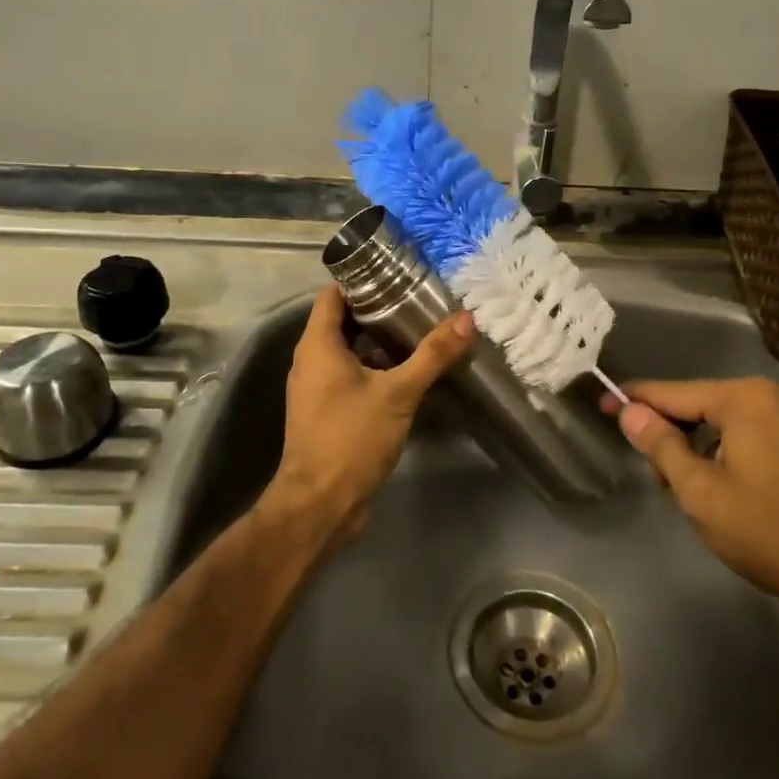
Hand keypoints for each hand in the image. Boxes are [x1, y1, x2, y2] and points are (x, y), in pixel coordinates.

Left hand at [263, 284, 475, 544]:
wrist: (320, 505)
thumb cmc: (350, 438)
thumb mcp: (398, 393)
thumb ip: (432, 355)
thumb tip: (466, 319)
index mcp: (318, 346)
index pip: (332, 294)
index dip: (360, 279)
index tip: (396, 272)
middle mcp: (311, 362)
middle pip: (343, 321)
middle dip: (379, 309)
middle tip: (419, 300)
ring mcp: (318, 390)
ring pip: (349, 352)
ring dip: (380, 342)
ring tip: (421, 330)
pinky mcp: (328, 413)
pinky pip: (351, 377)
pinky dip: (376, 369)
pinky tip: (410, 373)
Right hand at [604, 377, 778, 623]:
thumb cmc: (766, 531)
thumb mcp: (700, 491)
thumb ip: (661, 445)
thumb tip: (630, 412)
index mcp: (746, 398)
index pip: (676, 392)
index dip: (637, 401)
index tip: (603, 404)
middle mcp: (775, 393)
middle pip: (704, 402)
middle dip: (672, 430)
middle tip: (654, 473)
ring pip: (729, 417)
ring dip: (701, 441)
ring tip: (685, 483)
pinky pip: (756, 428)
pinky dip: (730, 445)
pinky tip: (721, 477)